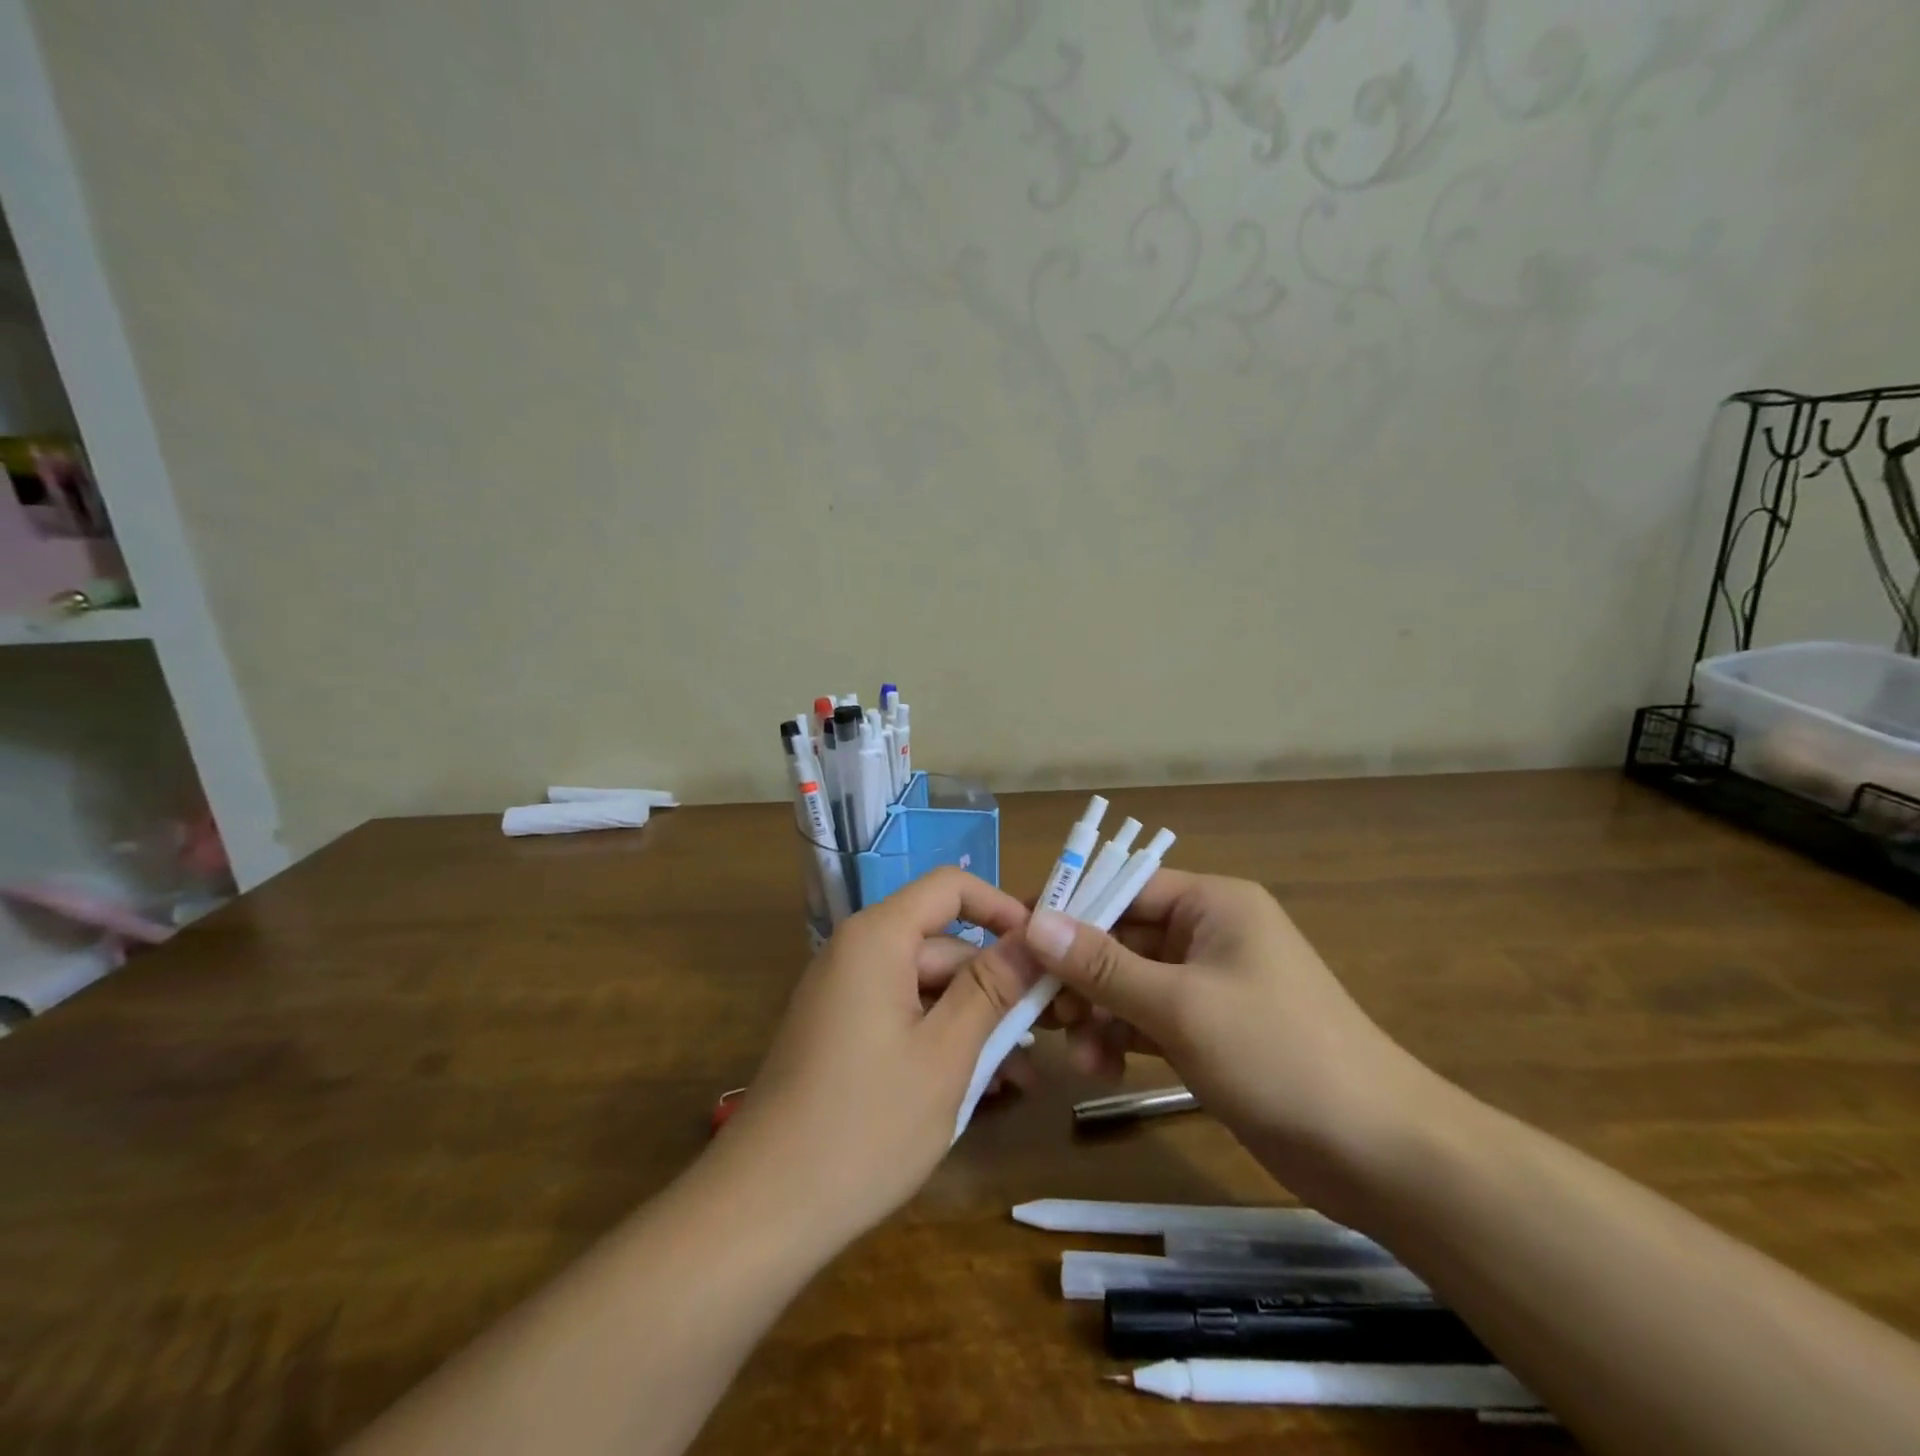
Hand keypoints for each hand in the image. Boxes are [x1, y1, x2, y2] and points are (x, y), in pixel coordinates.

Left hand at [722, 869, 1043, 1247]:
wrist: (763, 1210)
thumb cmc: (866, 1124)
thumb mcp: (945, 1054)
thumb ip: (992, 987)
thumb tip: (1033, 936)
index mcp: (878, 938)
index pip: (950, 888)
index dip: (1001, 908)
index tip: (1045, 949)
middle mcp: (857, 953)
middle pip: (942, 945)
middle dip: (996, 984)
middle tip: (1050, 1030)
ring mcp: (846, 996)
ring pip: (928, 989)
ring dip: (975, 1022)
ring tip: (1021, 1075)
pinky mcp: (841, 1035)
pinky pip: (903, 1018)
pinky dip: (941, 1041)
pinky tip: (980, 1087)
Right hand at [1024, 872, 1436, 1214]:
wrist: (1379, 1153)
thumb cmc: (1278, 1054)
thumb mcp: (1181, 1006)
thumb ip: (1103, 964)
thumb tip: (1035, 922)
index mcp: (1213, 905)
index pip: (1124, 887)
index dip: (1069, 909)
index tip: (1016, 937)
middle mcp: (1209, 934)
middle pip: (1122, 937)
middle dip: (1080, 974)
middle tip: (1038, 1008)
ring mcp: (1209, 985)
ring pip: (1130, 982)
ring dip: (1099, 1012)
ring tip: (1078, 1054)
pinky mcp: (1210, 1031)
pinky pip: (1149, 1019)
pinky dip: (1122, 1038)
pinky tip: (1102, 1068)